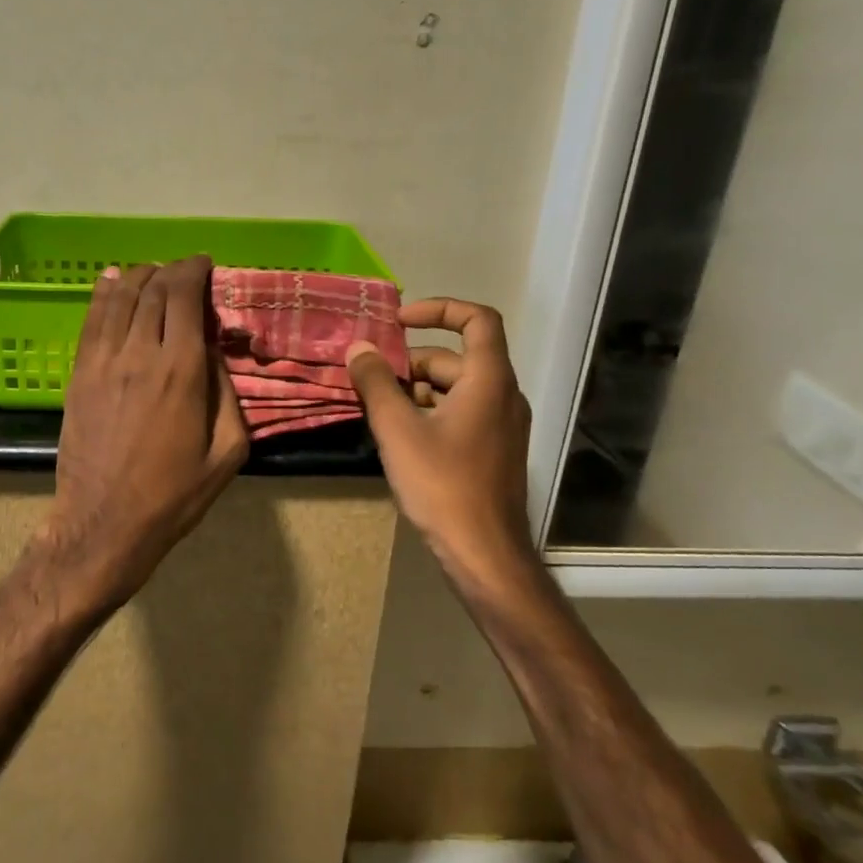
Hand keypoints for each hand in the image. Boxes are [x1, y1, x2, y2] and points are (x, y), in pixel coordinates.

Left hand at [45, 256, 248, 608]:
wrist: (105, 522)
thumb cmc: (174, 494)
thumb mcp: (227, 452)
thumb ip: (228, 394)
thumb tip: (215, 351)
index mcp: (182, 371)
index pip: (185, 297)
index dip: (195, 271)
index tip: (206, 265)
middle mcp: (140, 353)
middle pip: (153, 290)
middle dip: (171, 271)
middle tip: (185, 271)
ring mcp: (103, 361)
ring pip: (119, 297)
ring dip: (139, 276)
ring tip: (153, 273)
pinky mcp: (79, 374)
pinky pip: (91, 320)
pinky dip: (103, 293)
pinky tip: (111, 281)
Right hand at [345, 298, 532, 579]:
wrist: (484, 554)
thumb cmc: (443, 484)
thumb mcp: (398, 429)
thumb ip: (376, 383)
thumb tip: (359, 348)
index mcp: (489, 380)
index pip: (477, 319)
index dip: (439, 309)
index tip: (400, 321)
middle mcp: (503, 395)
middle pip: (456, 358)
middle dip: (411, 362)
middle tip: (369, 378)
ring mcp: (503, 425)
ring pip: (456, 388)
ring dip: (416, 389)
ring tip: (377, 409)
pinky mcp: (494, 450)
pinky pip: (461, 413)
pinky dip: (430, 412)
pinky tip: (399, 435)